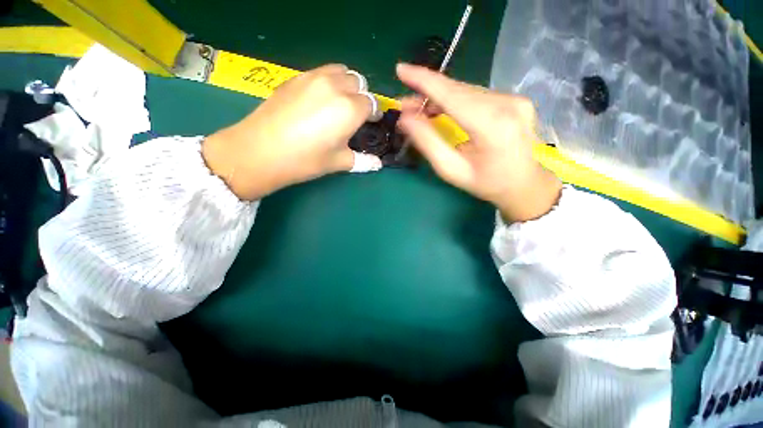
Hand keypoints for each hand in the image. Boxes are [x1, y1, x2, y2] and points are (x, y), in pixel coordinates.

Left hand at [202, 64, 374, 200]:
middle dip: (361, 97)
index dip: (372, 114)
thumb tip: (378, 164)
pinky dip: (328, 81)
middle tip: (354, 115)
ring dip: (346, 85)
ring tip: (338, 103)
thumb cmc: (306, 160)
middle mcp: (335, 87)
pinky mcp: (295, 77)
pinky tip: (318, 100)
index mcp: (350, 109)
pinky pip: (321, 72)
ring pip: (340, 71)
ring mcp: (313, 78)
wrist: (260, 151)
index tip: (369, 123)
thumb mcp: (339, 162)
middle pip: (358, 83)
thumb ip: (363, 161)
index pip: (371, 103)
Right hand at [396, 63, 561, 222]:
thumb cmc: (485, 183)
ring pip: (466, 91)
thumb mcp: (451, 170)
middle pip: (457, 90)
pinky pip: (476, 95)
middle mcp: (506, 104)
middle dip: (427, 93)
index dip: (424, 80)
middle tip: (405, 105)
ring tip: (420, 109)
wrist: (524, 184)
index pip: (451, 94)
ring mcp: (514, 99)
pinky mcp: (514, 99)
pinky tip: (442, 108)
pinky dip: (455, 100)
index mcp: (491, 125)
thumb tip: (406, 118)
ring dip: (440, 97)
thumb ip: (428, 143)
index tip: (400, 69)